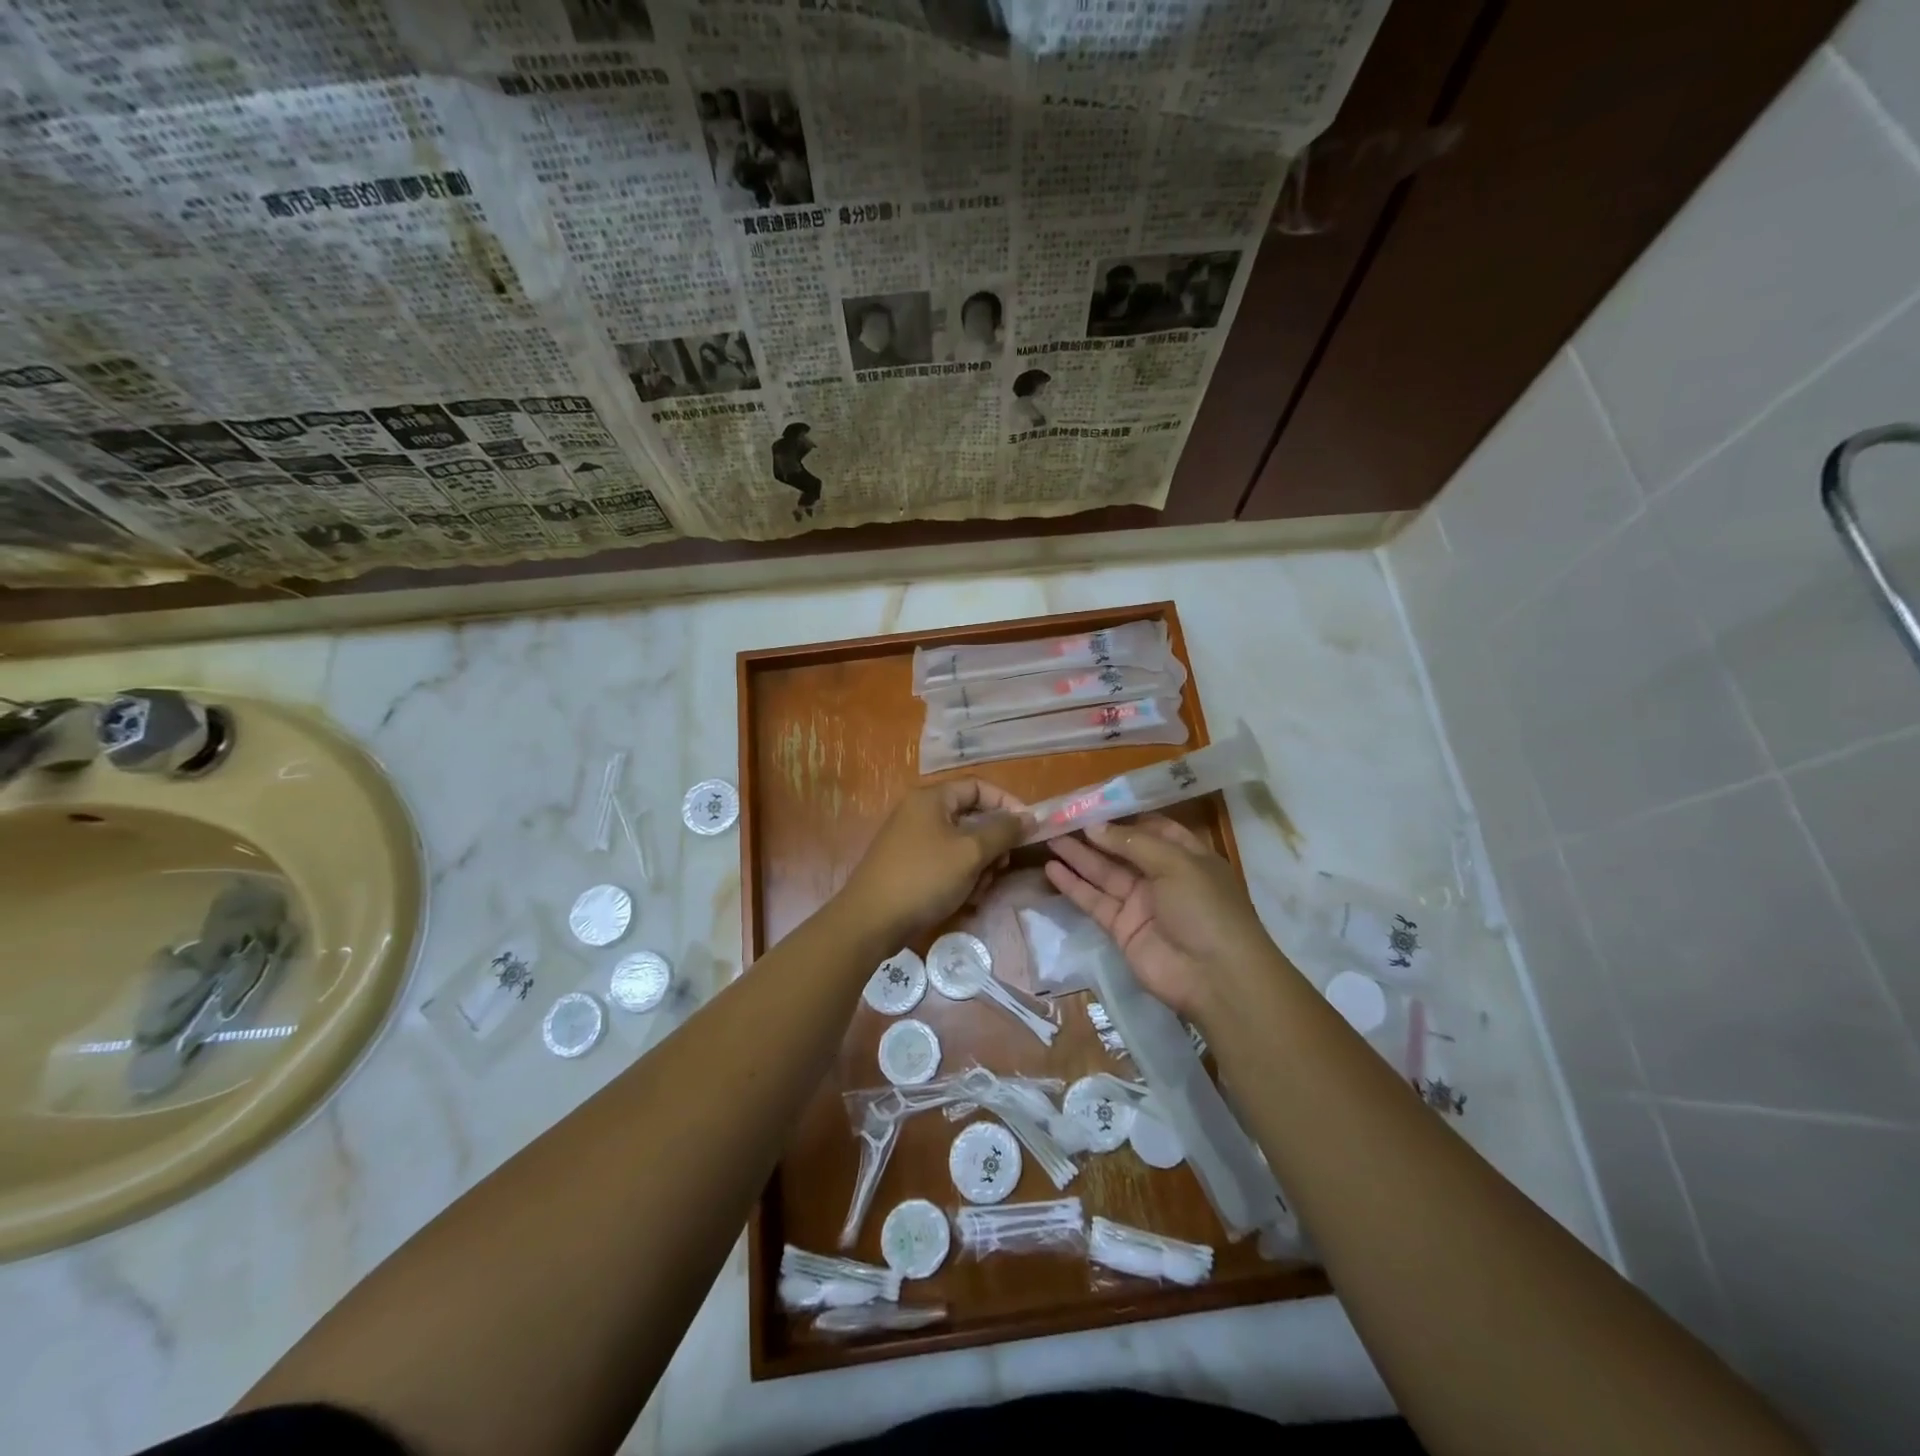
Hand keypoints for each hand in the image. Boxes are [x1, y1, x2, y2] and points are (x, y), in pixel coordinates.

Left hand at [838, 779, 1027, 945]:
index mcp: (931, 798)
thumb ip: (1003, 831)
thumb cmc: (924, 878)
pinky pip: (945, 862)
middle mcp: (920, 812)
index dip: (1007, 804)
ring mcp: (912, 840)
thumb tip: (1029, 817)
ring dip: (978, 866)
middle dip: (992, 844)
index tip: (1028, 828)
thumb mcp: (970, 853)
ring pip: (961, 844)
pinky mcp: (909, 865)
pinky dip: (960, 877)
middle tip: (1001, 867)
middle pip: (971, 817)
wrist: (871, 921)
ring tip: (978, 890)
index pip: (978, 787)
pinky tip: (964, 900)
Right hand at [1044, 815, 1284, 1024]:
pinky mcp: (1122, 928)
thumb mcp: (1176, 863)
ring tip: (1048, 838)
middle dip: (1094, 835)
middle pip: (1122, 849)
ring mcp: (1141, 904)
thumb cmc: (1205, 908)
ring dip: (1078, 856)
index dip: (1124, 816)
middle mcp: (1162, 876)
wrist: (1214, 976)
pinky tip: (1051, 869)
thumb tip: (1095, 827)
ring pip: (1103, 873)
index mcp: (1186, 856)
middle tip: (1060, 819)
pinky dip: (1073, 886)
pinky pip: (1094, 901)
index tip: (1093, 803)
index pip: (1152, 828)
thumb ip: (1133, 843)